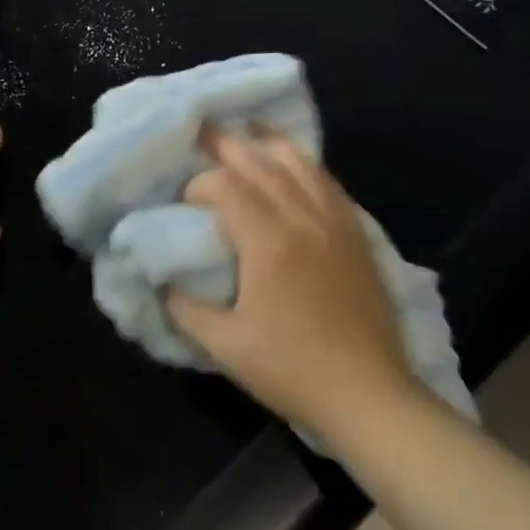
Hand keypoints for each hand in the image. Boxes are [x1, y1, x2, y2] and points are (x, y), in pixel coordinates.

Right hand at [166, 127, 410, 437]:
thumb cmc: (293, 370)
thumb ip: (186, 310)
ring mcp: (333, 219)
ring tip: (247, 134)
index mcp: (267, 239)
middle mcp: (300, 216)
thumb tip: (160, 282)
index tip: (187, 203)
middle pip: (259, 160)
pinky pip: (326, 179)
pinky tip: (293, 164)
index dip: (200, 184)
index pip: (225, 185)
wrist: (370, 396)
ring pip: (297, 160)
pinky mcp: (355, 230)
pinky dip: (303, 162)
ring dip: (267, 144)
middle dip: (226, 145)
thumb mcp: (226, 347)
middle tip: (203, 134)